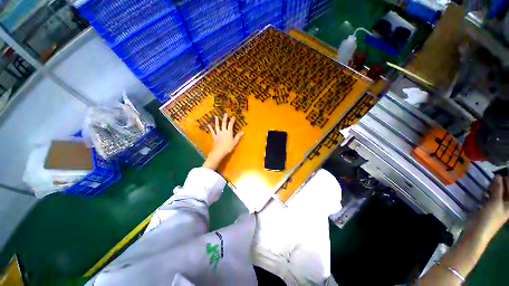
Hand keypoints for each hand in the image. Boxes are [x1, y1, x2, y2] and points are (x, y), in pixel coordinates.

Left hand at [202, 113, 243, 169]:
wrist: (219, 151)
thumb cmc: (228, 147)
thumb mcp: (235, 142)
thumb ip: (238, 136)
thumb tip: (243, 132)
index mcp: (229, 132)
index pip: (231, 125)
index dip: (232, 120)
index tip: (233, 116)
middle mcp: (223, 131)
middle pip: (224, 124)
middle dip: (225, 118)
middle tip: (225, 113)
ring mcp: (218, 134)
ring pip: (217, 126)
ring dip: (217, 121)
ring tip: (216, 117)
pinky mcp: (214, 137)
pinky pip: (212, 131)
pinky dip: (210, 128)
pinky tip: (209, 125)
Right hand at [470, 175, 508, 240]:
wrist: (478, 233)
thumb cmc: (489, 218)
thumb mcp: (494, 202)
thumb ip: (497, 188)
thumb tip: (498, 176)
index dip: (506, 180)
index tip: (500, 173)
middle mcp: (506, 204)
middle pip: (506, 190)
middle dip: (501, 183)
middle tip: (494, 177)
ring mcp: (498, 207)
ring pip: (498, 193)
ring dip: (494, 187)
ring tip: (489, 182)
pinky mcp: (490, 208)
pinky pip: (492, 197)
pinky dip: (489, 193)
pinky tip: (484, 191)